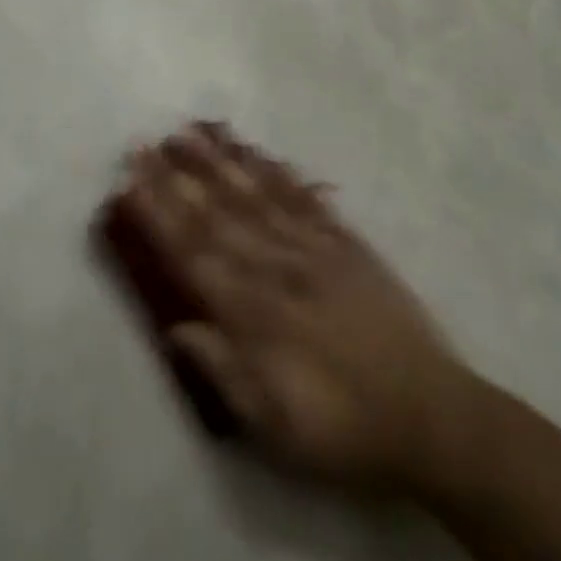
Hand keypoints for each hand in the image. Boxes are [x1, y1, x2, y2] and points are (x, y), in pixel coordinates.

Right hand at [124, 124, 471, 491]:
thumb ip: (223, 371)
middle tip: (146, 142)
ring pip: (258, 195)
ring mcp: (315, 249)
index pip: (194, 254)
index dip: (159, 215)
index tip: (130, 181)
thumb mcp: (274, 426)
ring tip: (193, 131)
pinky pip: (305, 199)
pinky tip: (259, 151)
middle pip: (218, 214)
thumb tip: (176, 326)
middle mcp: (278, 268)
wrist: (430, 415)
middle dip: (178, 177)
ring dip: (222, 162)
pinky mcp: (348, 243)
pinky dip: (279, 172)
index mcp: (255, 314)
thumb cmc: (341, 429)